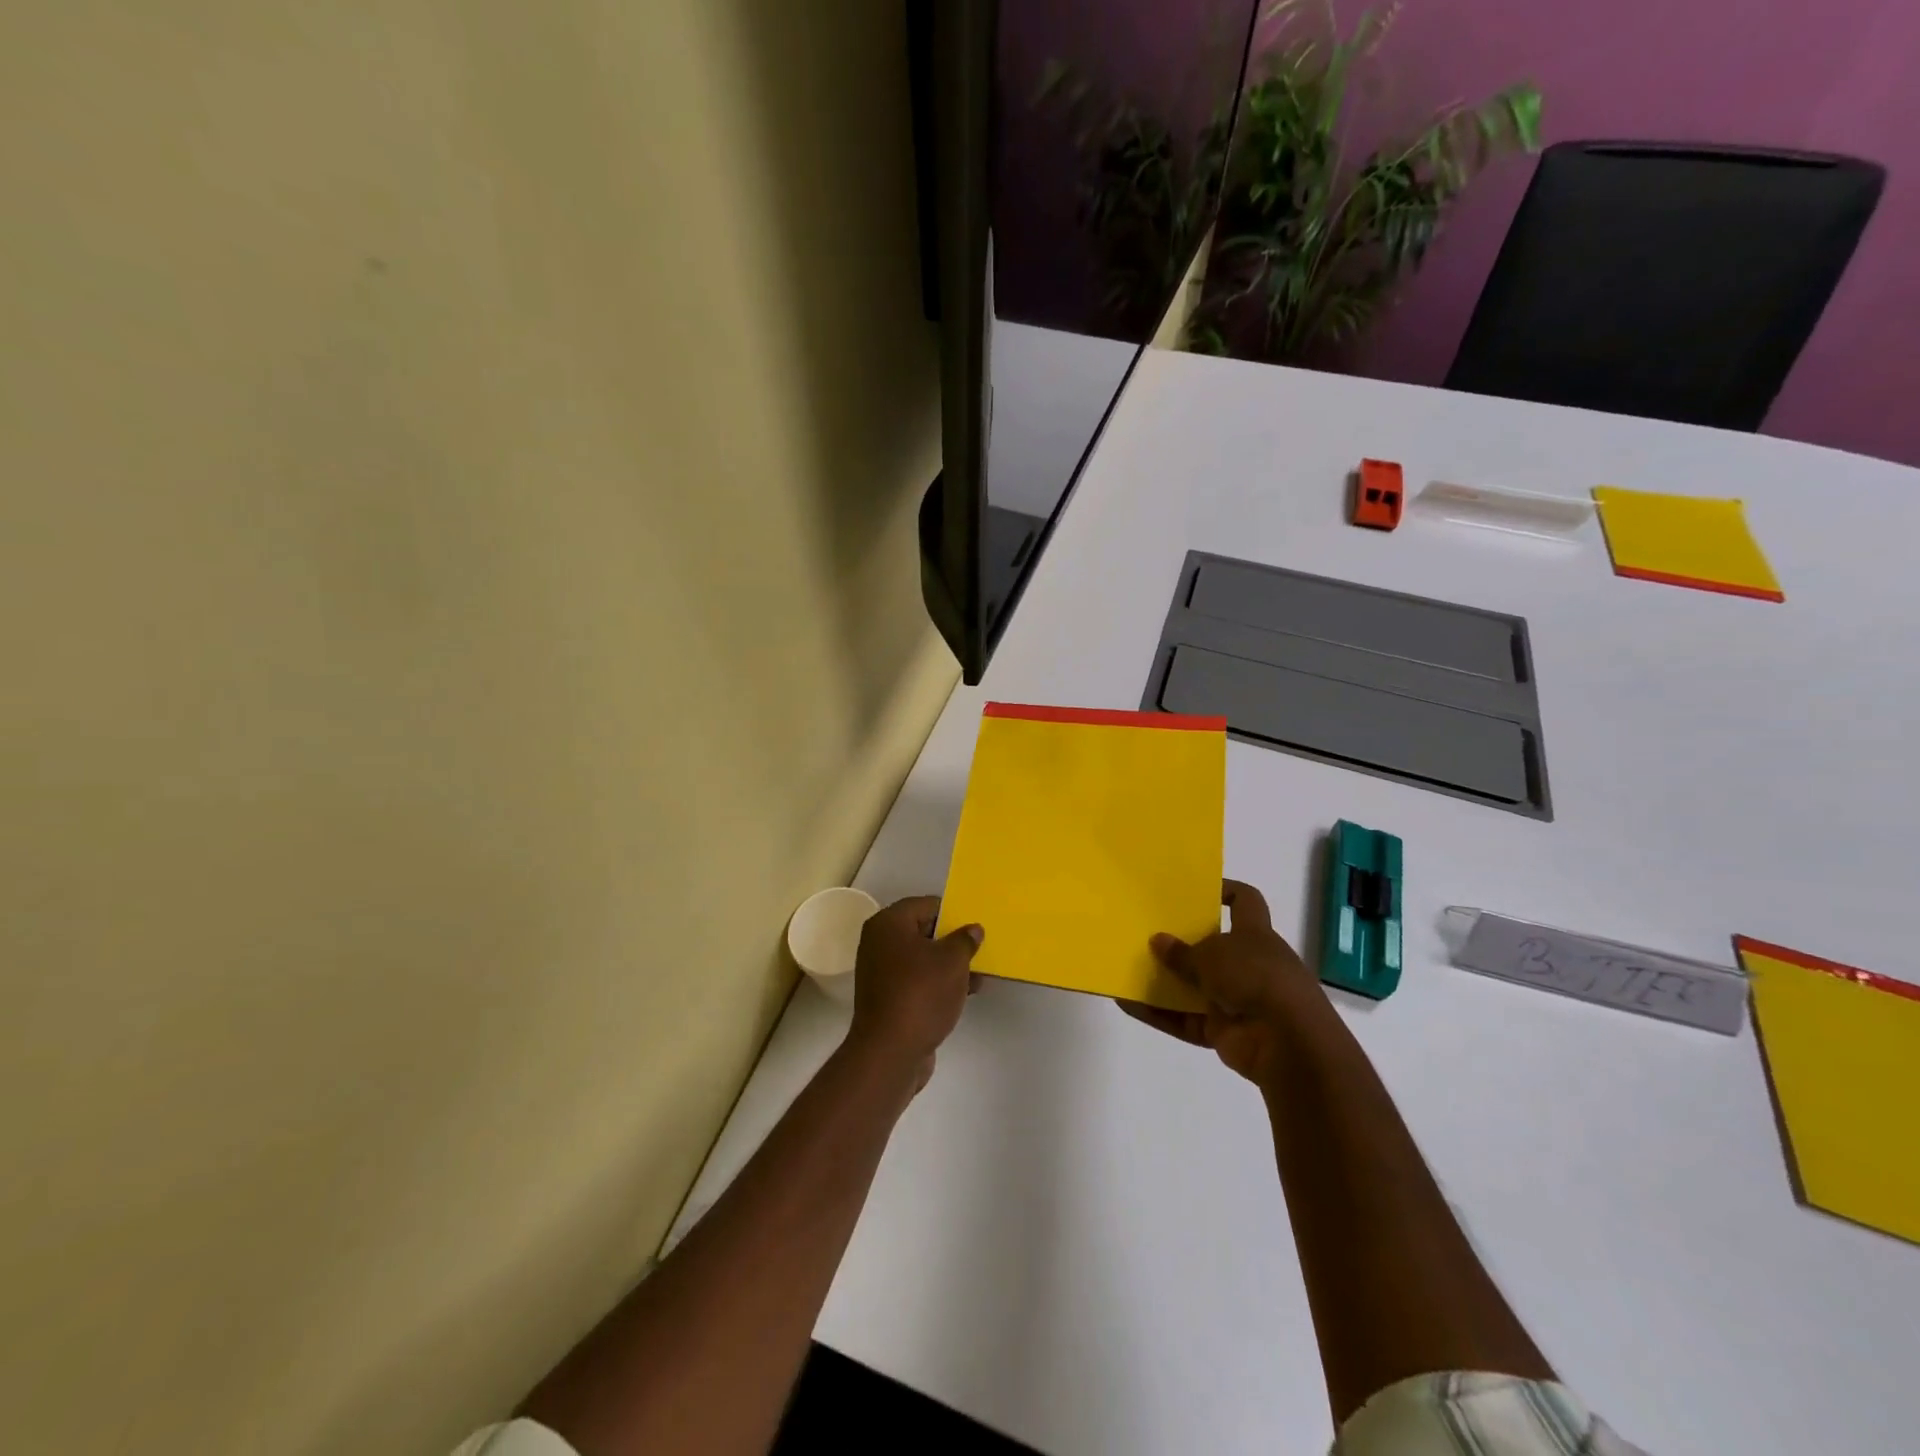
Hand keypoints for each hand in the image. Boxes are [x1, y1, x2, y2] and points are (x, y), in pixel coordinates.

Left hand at [848, 896, 982, 1089]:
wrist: (890, 1052)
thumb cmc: (921, 994)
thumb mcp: (952, 961)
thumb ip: (965, 940)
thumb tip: (972, 929)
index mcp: (889, 924)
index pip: (925, 905)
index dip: (952, 913)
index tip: (974, 925)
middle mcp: (879, 943)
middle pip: (923, 931)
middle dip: (953, 940)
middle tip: (980, 948)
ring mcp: (881, 972)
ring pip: (922, 959)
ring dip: (949, 965)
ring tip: (979, 974)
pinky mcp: (888, 998)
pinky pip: (917, 980)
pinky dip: (938, 983)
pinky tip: (965, 993)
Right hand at [1118, 880, 1331, 1087]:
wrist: (1288, 1043)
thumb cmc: (1255, 978)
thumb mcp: (1212, 955)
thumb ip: (1182, 951)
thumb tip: (1158, 941)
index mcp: (1255, 934)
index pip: (1245, 902)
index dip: (1224, 891)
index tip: (1193, 891)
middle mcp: (1249, 965)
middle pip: (1212, 948)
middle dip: (1181, 943)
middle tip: (1146, 933)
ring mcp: (1237, 1000)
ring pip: (1194, 986)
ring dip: (1164, 981)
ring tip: (1128, 968)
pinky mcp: (1224, 1032)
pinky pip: (1184, 1019)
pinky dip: (1159, 1014)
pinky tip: (1127, 1003)